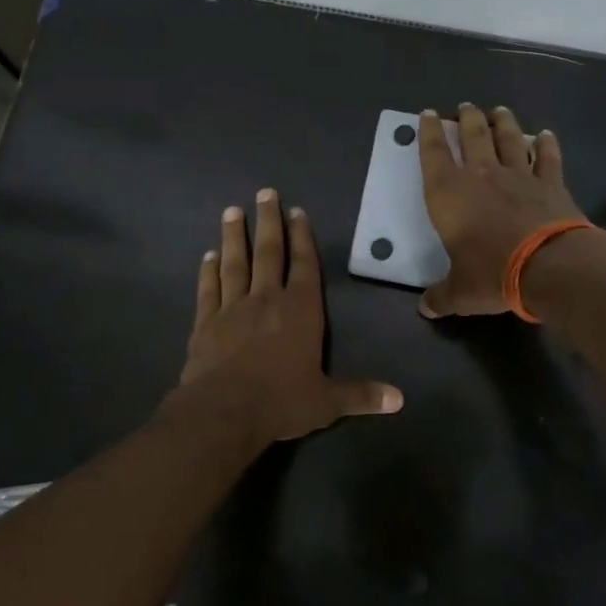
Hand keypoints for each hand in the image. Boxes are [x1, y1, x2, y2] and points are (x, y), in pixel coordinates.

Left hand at [174, 188, 402, 445]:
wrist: (224, 412)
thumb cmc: (281, 402)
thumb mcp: (327, 402)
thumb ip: (361, 394)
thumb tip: (400, 399)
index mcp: (301, 311)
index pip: (304, 265)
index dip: (302, 238)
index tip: (296, 212)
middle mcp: (267, 300)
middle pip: (269, 253)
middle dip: (268, 222)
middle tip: (264, 193)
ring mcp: (233, 308)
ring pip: (235, 264)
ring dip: (234, 237)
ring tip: (232, 211)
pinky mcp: (206, 323)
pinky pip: (208, 289)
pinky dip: (208, 271)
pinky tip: (208, 255)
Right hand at [417, 104, 588, 317]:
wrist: (550, 266)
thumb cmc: (493, 274)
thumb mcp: (460, 292)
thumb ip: (441, 296)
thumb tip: (426, 308)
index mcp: (449, 194)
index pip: (433, 154)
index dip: (427, 132)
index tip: (427, 114)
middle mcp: (481, 175)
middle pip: (472, 135)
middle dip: (466, 119)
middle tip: (465, 107)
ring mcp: (519, 176)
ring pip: (509, 138)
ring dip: (503, 122)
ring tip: (499, 110)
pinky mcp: (551, 184)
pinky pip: (548, 157)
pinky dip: (547, 144)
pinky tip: (546, 135)